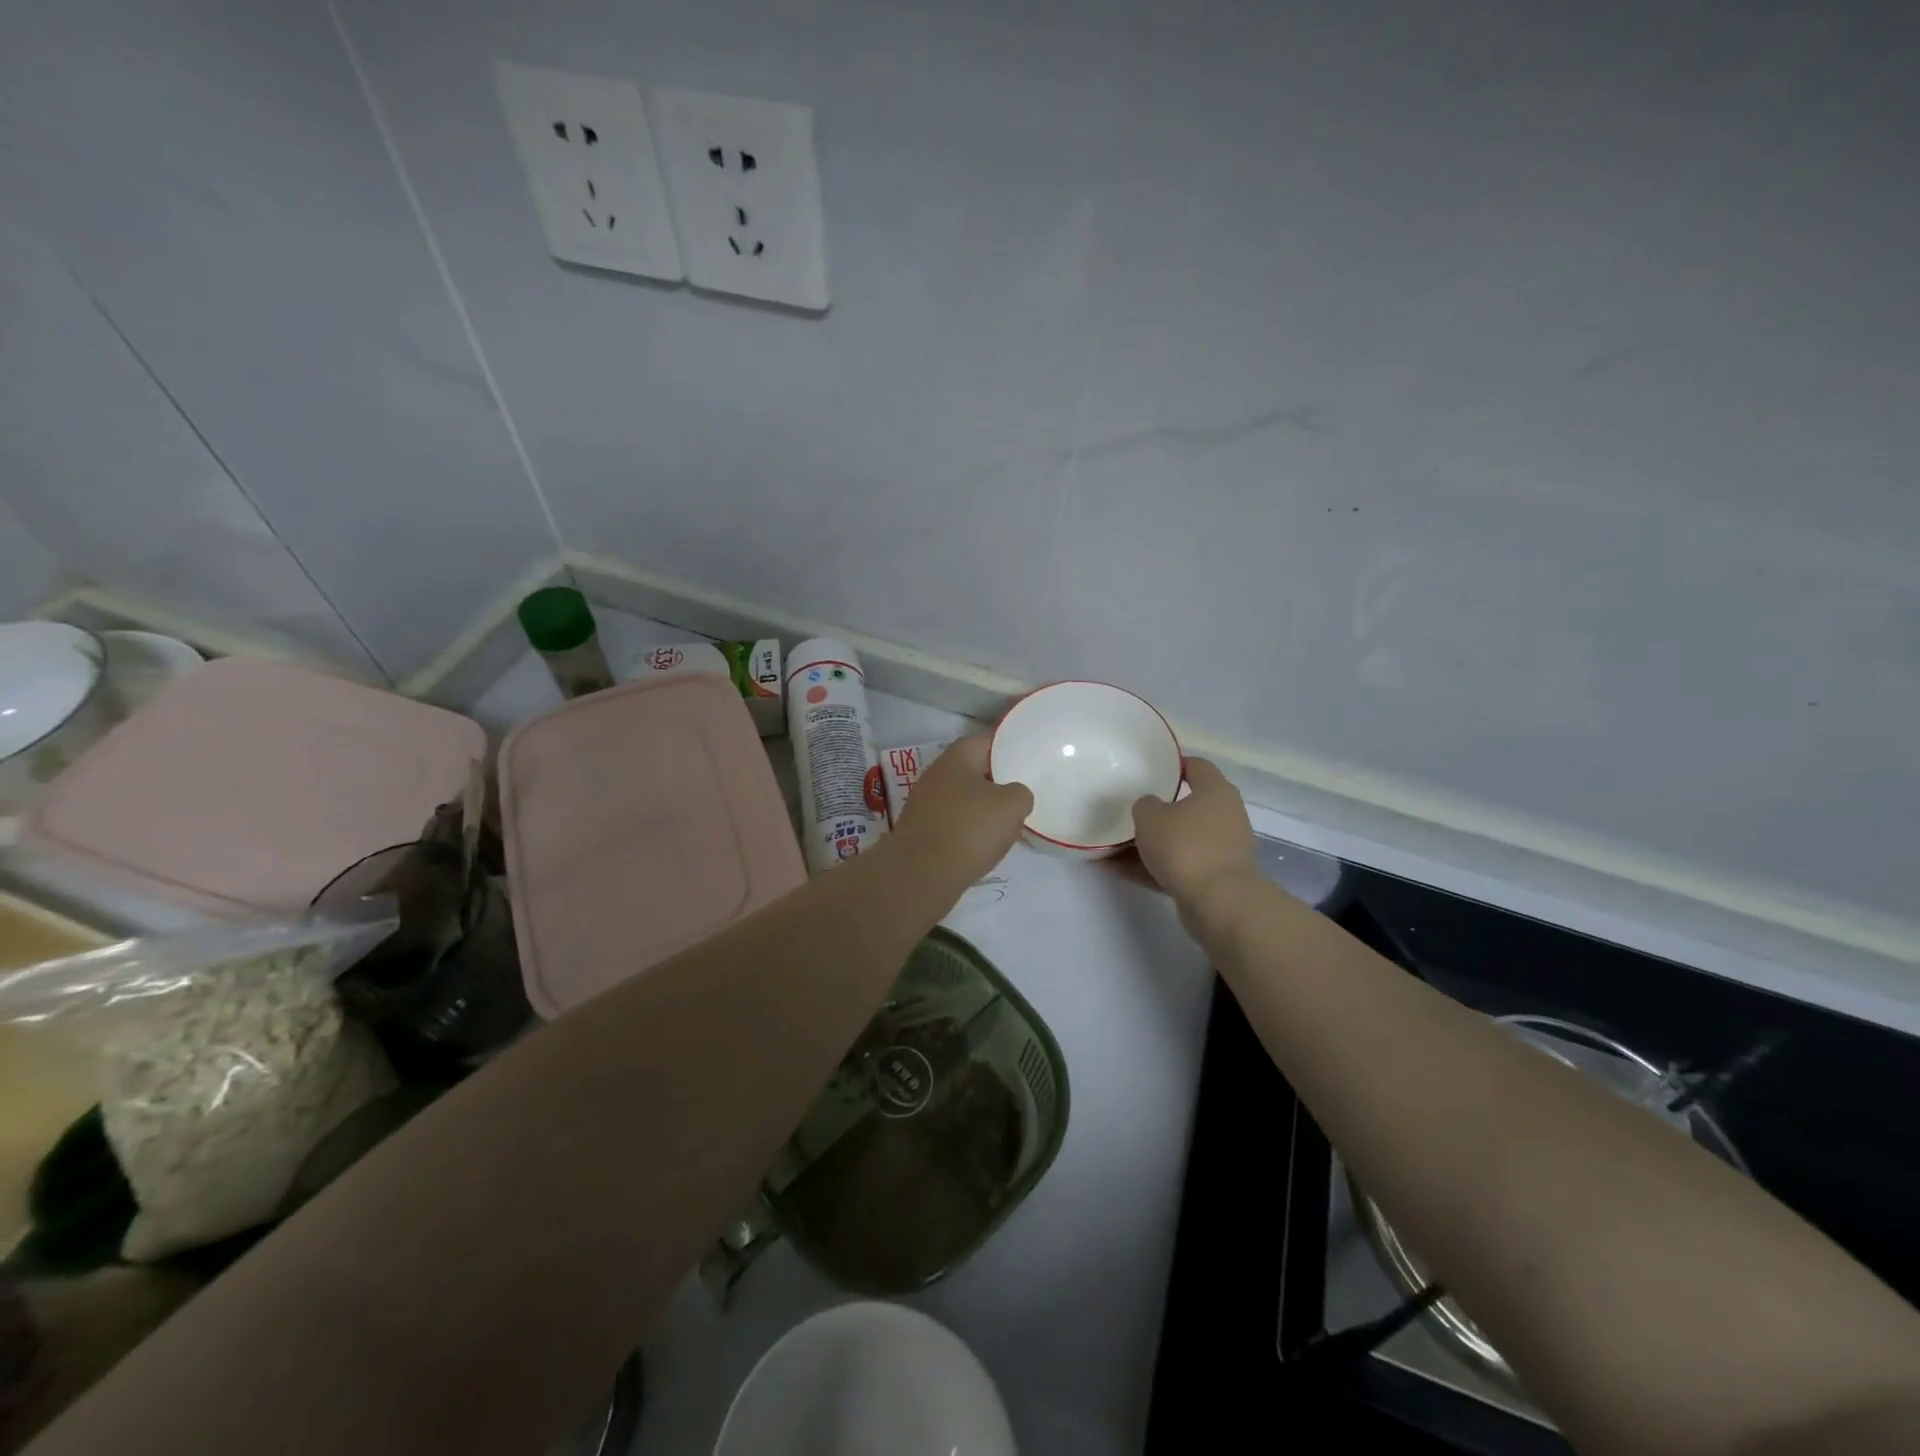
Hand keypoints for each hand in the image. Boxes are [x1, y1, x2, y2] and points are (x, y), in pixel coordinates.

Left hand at [890, 736, 1033, 888]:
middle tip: (1020, 797)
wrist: (922, 874)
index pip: (984, 742)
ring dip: (982, 810)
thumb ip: (1020, 792)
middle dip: (996, 783)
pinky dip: (968, 832)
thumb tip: (1013, 796)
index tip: (1026, 763)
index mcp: (956, 758)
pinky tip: (984, 847)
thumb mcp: (1013, 805)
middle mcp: (936, 776)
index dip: (1007, 749)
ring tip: (1007, 826)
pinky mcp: (920, 832)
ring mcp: (924, 805)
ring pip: (962, 800)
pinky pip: (952, 824)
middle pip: (972, 772)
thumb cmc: (970, 828)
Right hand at [1130, 758, 1258, 910]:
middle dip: (1157, 810)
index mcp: (1215, 791)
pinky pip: (1176, 865)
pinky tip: (1118, 870)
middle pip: (1187, 806)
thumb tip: (1151, 808)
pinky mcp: (1213, 877)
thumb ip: (1145, 805)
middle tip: (1129, 808)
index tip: (1149, 769)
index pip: (1197, 766)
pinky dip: (1151, 867)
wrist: (1219, 902)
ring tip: (1113, 845)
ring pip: (1179, 839)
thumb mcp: (1150, 816)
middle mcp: (1224, 815)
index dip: (1174, 765)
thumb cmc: (1185, 846)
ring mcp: (1221, 849)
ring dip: (1150, 843)